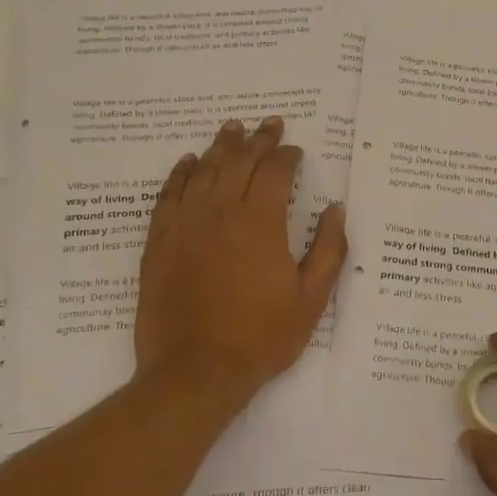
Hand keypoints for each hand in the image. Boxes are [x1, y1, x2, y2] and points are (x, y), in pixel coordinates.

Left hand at [133, 116, 347, 412]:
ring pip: (204, 171)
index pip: (275, 171)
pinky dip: (181, 174)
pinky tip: (189, 162)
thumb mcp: (311, 299)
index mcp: (261, 223)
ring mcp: (185, 225)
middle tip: (268, 124)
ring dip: (221, 146)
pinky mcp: (159, 242)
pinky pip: (169, 195)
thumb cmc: (261, 337)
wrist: (195, 371)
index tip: (295, 149)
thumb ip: (329, 249)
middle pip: (239, 162)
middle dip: (257, 140)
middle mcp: (221, 213)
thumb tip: (337, 209)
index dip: (287, 155)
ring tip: (232, 128)